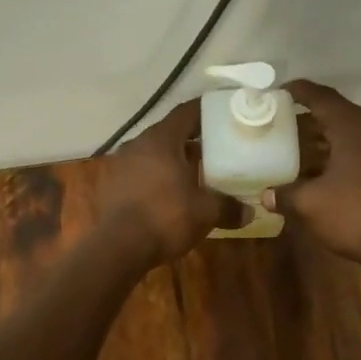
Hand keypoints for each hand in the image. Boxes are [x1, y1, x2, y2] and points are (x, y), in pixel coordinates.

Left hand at [97, 101, 246, 266]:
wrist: (117, 248)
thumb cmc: (165, 218)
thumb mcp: (205, 212)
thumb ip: (229, 207)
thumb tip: (250, 211)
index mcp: (160, 140)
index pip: (185, 112)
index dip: (205, 111)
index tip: (222, 113)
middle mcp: (137, 144)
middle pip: (169, 133)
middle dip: (191, 140)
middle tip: (215, 148)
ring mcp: (119, 164)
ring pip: (152, 154)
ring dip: (172, 160)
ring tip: (194, 173)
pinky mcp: (110, 186)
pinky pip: (139, 173)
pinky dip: (156, 177)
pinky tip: (169, 194)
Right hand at [263, 80, 360, 274]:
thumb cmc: (354, 216)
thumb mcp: (310, 204)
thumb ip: (285, 194)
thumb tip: (265, 195)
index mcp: (353, 128)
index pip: (322, 97)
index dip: (300, 91)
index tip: (279, 90)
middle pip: (340, 111)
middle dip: (312, 113)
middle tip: (285, 117)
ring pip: (353, 131)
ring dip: (327, 134)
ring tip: (300, 141)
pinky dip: (342, 150)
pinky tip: (325, 166)